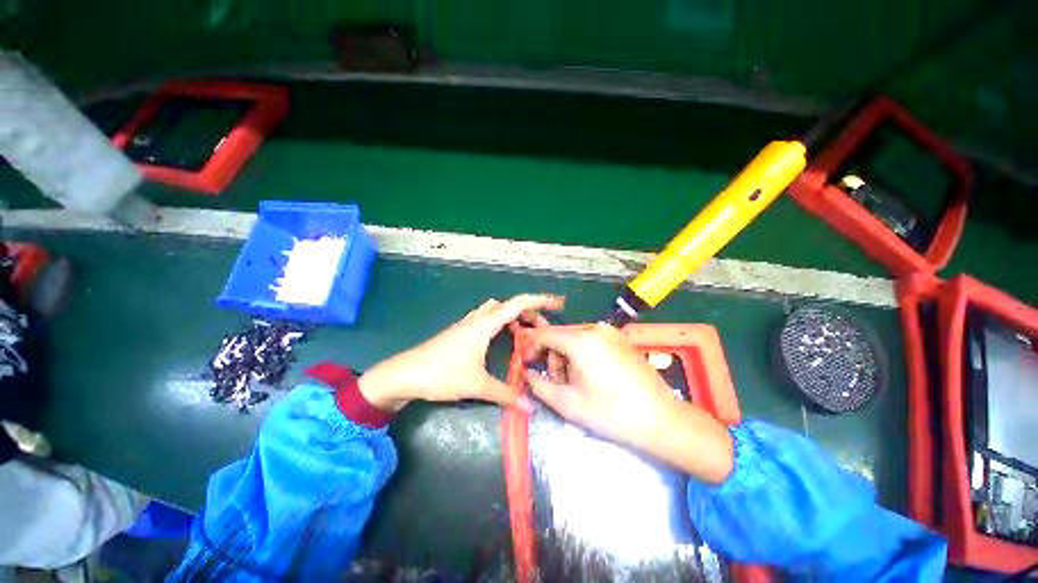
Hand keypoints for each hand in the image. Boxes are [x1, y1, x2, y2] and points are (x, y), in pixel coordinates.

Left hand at [359, 294, 564, 410]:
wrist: (403, 374)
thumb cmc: (441, 374)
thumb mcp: (477, 385)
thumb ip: (505, 394)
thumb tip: (530, 407)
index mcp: (485, 324)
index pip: (518, 303)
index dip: (540, 300)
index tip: (558, 304)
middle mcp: (477, 319)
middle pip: (508, 305)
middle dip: (528, 313)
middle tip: (541, 330)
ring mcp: (467, 324)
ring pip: (496, 311)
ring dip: (512, 318)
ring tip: (524, 335)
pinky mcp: (460, 333)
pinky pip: (486, 320)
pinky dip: (499, 324)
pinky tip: (500, 341)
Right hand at [524, 323, 733, 483]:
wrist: (662, 419)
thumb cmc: (611, 413)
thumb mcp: (567, 403)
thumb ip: (539, 385)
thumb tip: (527, 373)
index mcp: (581, 339)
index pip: (544, 334)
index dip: (531, 349)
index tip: (528, 366)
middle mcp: (595, 328)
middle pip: (561, 338)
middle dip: (554, 360)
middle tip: (561, 386)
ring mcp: (611, 332)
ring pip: (575, 340)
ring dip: (569, 360)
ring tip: (579, 386)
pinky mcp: (621, 339)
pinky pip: (591, 341)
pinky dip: (584, 356)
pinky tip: (594, 378)